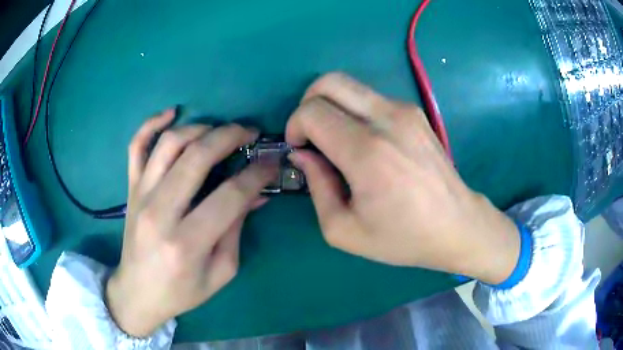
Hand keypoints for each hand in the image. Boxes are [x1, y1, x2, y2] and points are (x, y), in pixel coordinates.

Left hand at [106, 110, 275, 336]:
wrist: (138, 292)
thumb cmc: (181, 292)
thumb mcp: (220, 272)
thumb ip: (236, 230)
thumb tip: (256, 194)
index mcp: (187, 243)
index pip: (230, 195)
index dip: (257, 173)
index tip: (271, 162)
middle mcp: (160, 212)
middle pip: (198, 157)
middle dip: (231, 137)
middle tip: (250, 133)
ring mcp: (140, 195)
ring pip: (169, 144)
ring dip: (200, 128)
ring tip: (219, 131)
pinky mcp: (130, 189)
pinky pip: (136, 146)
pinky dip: (151, 124)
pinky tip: (171, 113)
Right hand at [286, 73, 519, 283]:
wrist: (456, 225)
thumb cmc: (403, 237)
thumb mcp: (345, 230)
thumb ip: (316, 187)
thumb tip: (303, 153)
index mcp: (367, 153)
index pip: (312, 112)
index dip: (295, 126)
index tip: (300, 149)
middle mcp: (387, 119)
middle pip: (329, 82)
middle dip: (308, 103)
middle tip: (311, 134)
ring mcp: (405, 110)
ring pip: (350, 85)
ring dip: (332, 106)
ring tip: (338, 140)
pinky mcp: (415, 112)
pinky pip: (371, 97)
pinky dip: (355, 110)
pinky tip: (365, 141)